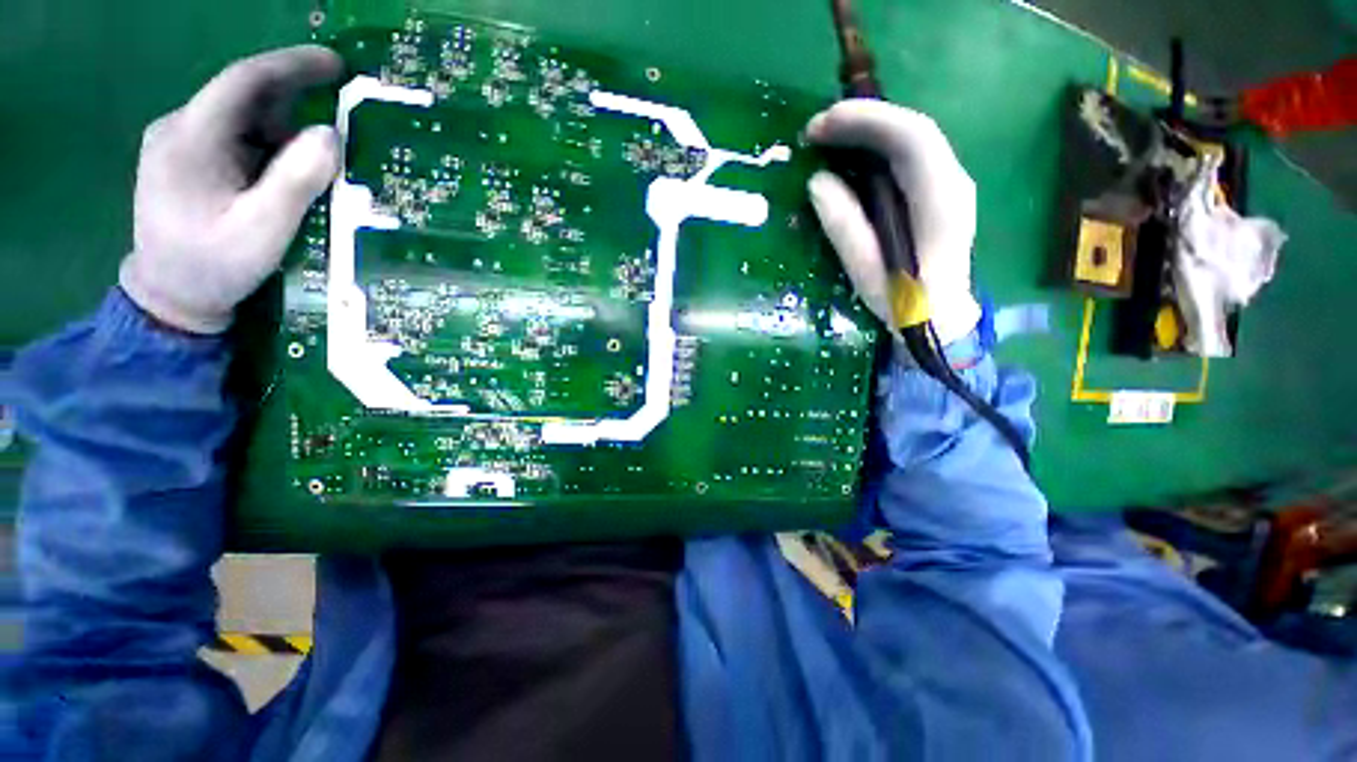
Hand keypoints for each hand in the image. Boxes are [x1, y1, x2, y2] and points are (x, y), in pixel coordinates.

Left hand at [119, 46, 344, 333]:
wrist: (170, 295)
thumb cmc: (215, 265)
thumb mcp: (263, 230)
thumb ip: (295, 181)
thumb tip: (331, 135)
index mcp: (189, 139)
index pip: (243, 82)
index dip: (291, 66)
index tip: (336, 65)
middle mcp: (179, 129)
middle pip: (244, 98)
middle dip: (295, 100)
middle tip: (344, 113)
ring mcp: (180, 143)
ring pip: (242, 118)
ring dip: (285, 129)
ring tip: (321, 157)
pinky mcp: (187, 159)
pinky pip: (236, 137)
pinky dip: (270, 144)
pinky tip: (290, 168)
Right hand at [805, 100, 981, 346]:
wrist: (943, 319)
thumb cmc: (906, 303)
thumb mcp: (868, 272)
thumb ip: (845, 227)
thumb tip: (818, 182)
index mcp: (941, 202)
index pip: (912, 138)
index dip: (866, 121)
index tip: (820, 126)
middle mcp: (954, 181)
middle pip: (912, 129)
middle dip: (862, 119)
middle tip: (815, 131)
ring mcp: (951, 183)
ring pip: (911, 136)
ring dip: (868, 129)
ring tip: (827, 139)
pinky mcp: (939, 191)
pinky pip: (908, 154)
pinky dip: (877, 146)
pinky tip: (851, 155)